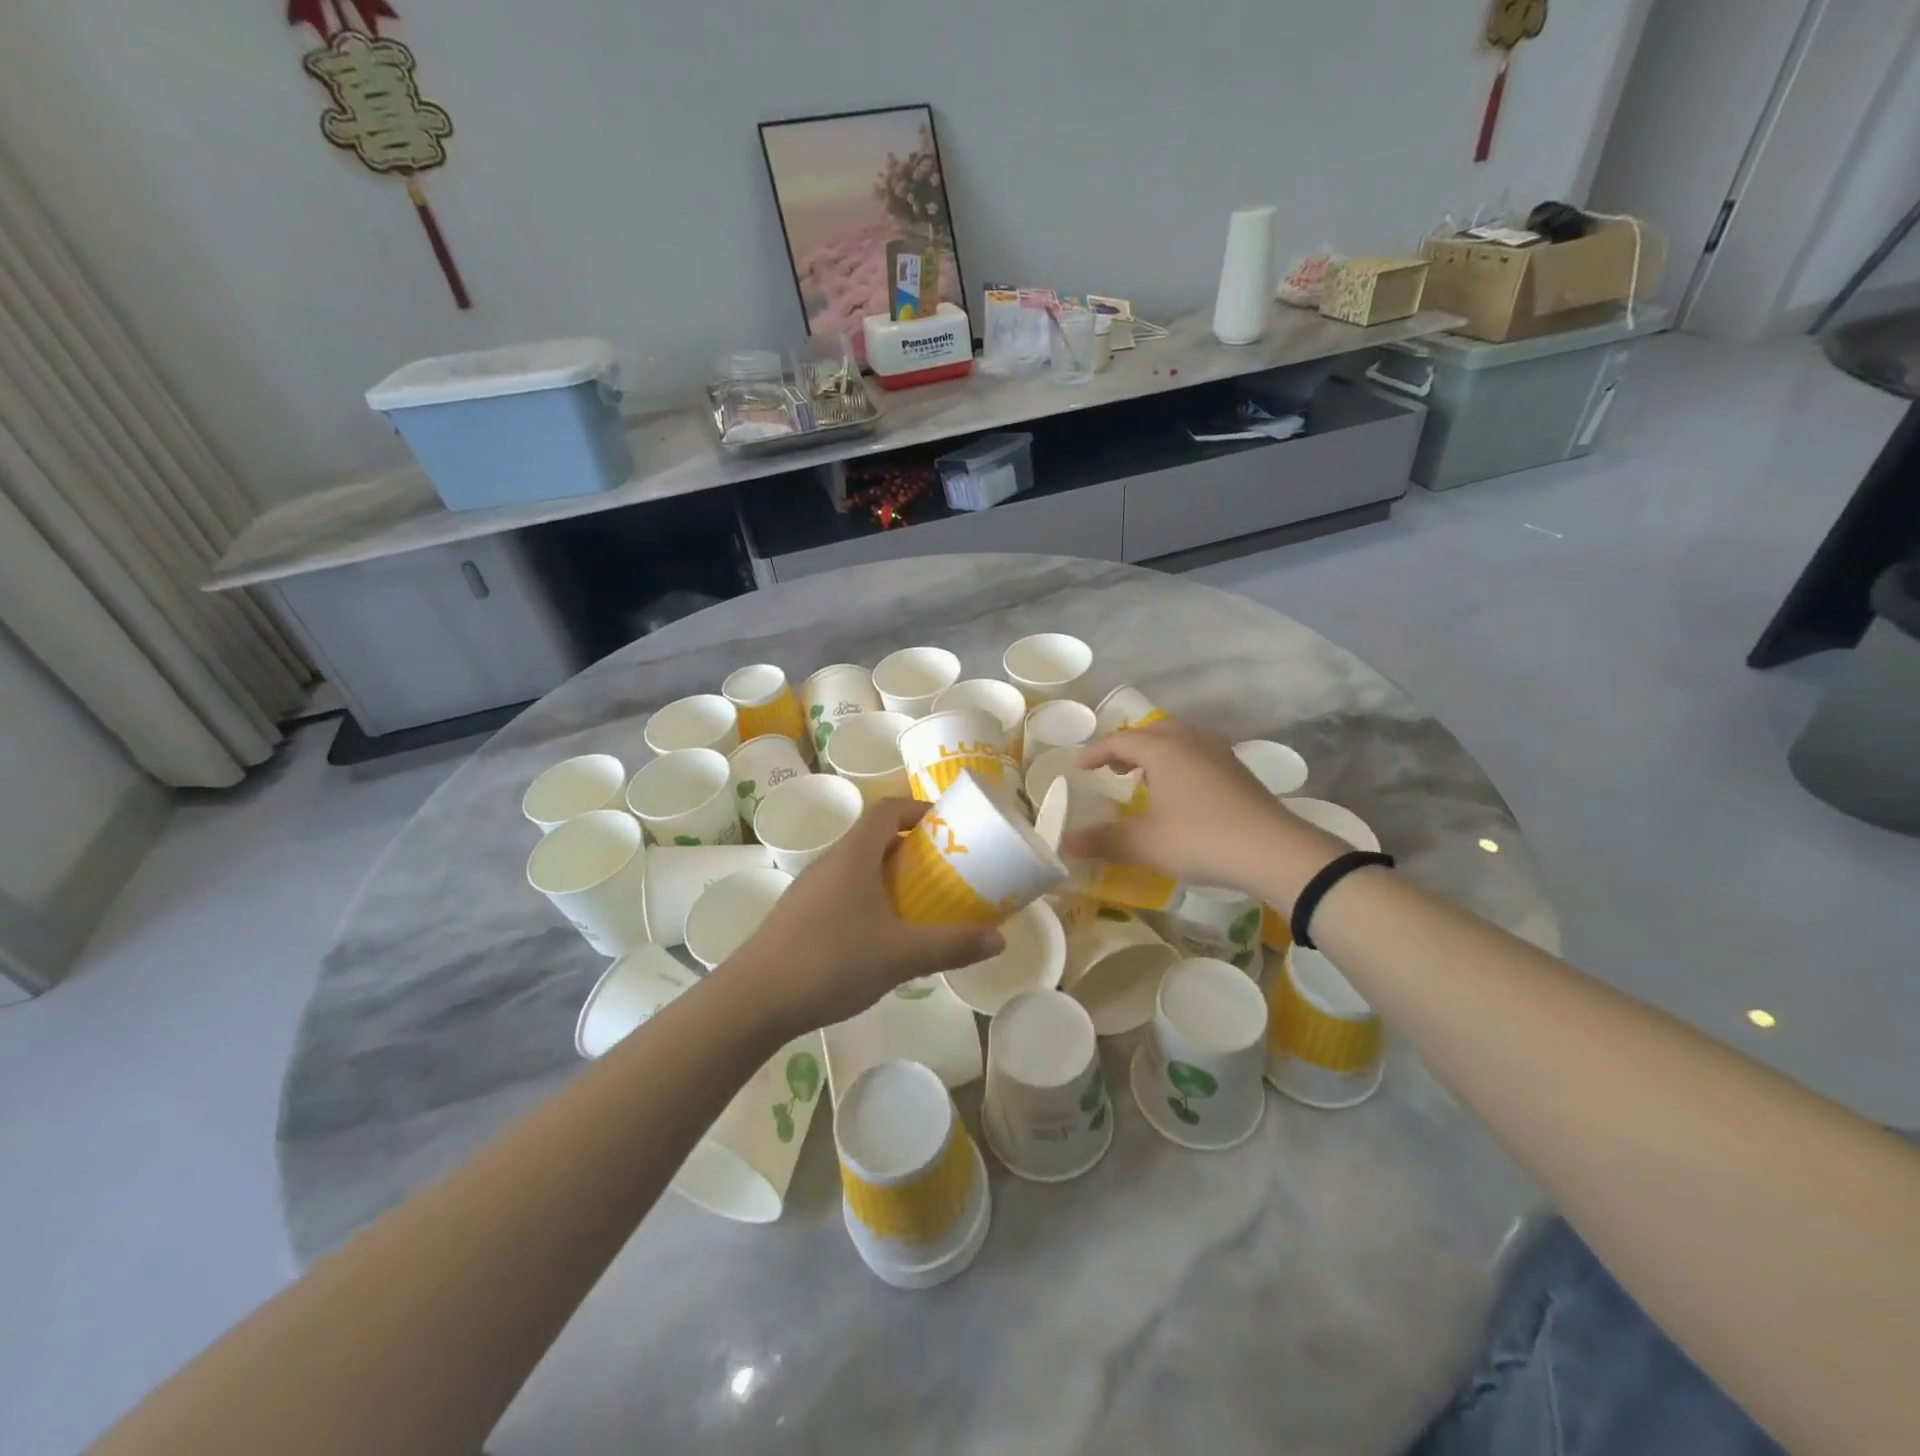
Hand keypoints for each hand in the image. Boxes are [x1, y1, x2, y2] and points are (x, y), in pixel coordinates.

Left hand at [725, 799, 1004, 1033]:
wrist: (753, 1000)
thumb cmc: (830, 961)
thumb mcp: (901, 955)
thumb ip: (951, 946)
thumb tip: (1000, 940)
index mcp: (854, 854)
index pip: (888, 809)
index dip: (919, 809)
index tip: (949, 826)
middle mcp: (831, 861)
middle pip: (875, 835)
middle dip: (913, 845)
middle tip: (946, 868)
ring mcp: (811, 888)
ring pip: (858, 865)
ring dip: (891, 873)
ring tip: (921, 901)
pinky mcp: (801, 914)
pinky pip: (844, 889)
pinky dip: (870, 896)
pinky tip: (882, 934)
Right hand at [1065, 722, 1349, 902]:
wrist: (1274, 851)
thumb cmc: (1201, 839)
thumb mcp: (1145, 844)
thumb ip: (1103, 840)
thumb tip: (1066, 843)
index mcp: (1163, 749)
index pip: (1119, 741)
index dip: (1095, 753)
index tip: (1078, 767)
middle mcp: (1190, 741)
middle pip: (1151, 732)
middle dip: (1127, 748)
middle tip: (1112, 769)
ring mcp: (1219, 752)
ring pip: (1179, 740)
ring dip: (1155, 753)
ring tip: (1144, 778)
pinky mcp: (1238, 770)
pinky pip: (1198, 753)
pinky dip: (1179, 762)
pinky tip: (1181, 791)